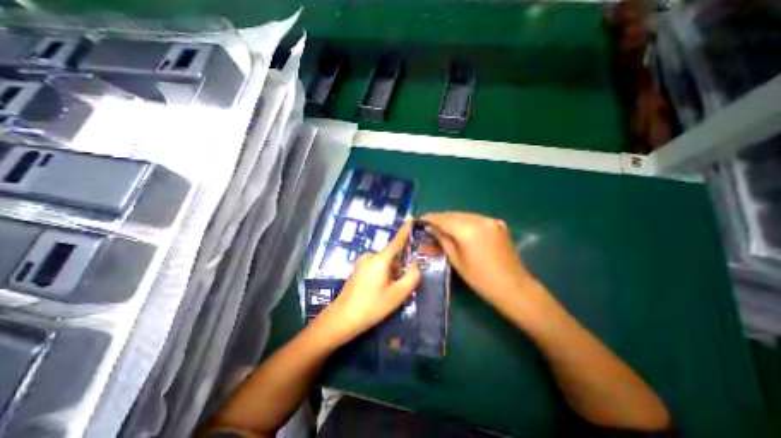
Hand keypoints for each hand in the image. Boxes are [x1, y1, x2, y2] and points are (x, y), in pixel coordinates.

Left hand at [320, 220, 423, 343]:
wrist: (342, 319)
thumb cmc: (371, 307)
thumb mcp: (397, 294)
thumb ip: (412, 277)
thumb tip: (416, 264)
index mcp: (380, 259)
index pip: (397, 241)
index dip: (405, 230)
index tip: (411, 218)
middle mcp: (370, 256)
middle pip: (393, 258)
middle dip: (399, 270)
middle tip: (397, 290)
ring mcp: (362, 262)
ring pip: (385, 264)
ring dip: (391, 275)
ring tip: (386, 294)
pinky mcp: (358, 269)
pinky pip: (376, 268)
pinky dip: (382, 276)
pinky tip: (377, 292)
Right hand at [421, 211, 537, 304]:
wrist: (513, 287)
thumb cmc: (480, 278)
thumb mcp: (456, 259)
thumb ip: (442, 240)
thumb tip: (429, 228)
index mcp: (468, 229)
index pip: (443, 219)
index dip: (430, 218)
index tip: (419, 220)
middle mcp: (480, 219)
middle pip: (453, 215)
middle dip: (440, 219)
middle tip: (429, 226)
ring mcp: (491, 220)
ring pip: (464, 215)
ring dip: (452, 220)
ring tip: (442, 228)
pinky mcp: (498, 224)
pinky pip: (475, 219)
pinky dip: (465, 222)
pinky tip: (460, 230)